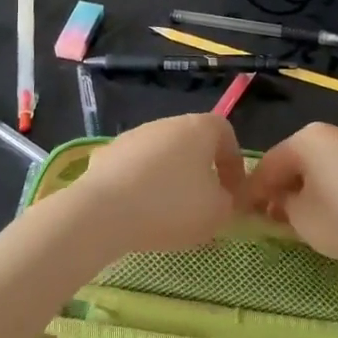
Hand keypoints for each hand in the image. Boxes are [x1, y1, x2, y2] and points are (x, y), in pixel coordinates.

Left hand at [60, 113, 248, 257]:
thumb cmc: (172, 205)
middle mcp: (166, 123)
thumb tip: (222, 198)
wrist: (104, 211)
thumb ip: (228, 202)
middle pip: (192, 143)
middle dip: (201, 172)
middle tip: (203, 205)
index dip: (233, 162)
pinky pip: (134, 169)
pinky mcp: (106, 154)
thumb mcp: (217, 212)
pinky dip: (140, 186)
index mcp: (199, 128)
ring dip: (170, 178)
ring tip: (168, 214)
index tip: (233, 192)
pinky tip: (138, 212)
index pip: (225, 133)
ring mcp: (133, 136)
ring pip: (161, 155)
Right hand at [246, 122, 337, 268]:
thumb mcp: (302, 220)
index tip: (244, 212)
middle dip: (286, 187)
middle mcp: (334, 131)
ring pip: (327, 165)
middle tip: (277, 217)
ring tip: (313, 217)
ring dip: (315, 187)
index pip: (269, 164)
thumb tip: (281, 201)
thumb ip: (282, 206)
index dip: (254, 191)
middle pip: (299, 160)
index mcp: (307, 138)